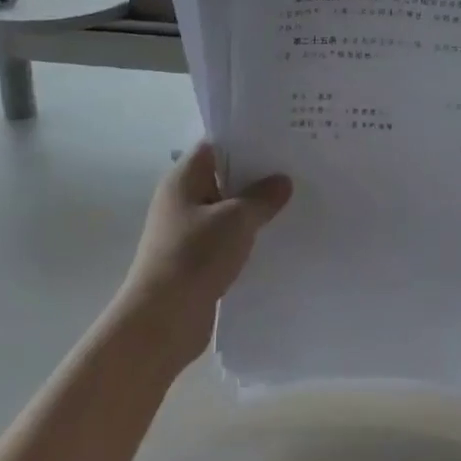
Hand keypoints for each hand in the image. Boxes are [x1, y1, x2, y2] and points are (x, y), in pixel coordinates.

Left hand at [113, 141, 291, 370]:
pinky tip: (276, 239)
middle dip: (257, 176)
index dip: (246, 141)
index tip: (281, 140)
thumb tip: (282, 181)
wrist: (163, 320)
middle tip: (297, 170)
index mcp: (183, 179)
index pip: (216, 146)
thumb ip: (262, 197)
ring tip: (295, 203)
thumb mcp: (236, 220)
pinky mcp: (196, 260)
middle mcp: (182, 200)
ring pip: (227, 211)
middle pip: (223, 177)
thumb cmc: (195, 256)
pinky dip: (247, 238)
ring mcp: (188, 232)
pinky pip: (227, 239)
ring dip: (254, 210)